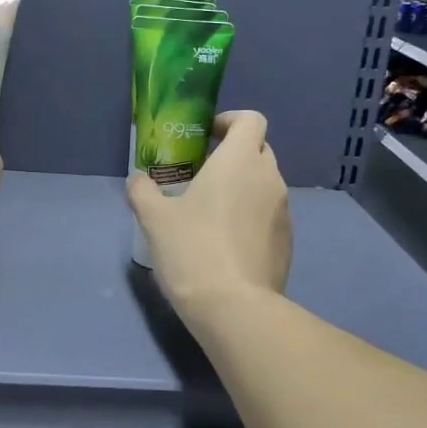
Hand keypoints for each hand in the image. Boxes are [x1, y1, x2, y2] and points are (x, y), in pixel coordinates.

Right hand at [127, 110, 291, 322]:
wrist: (234, 307)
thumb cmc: (192, 249)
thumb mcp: (154, 218)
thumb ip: (143, 191)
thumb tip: (138, 179)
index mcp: (240, 161)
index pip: (251, 119)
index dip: (230, 121)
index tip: (207, 136)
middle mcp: (269, 178)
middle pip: (259, 149)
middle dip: (234, 155)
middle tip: (202, 174)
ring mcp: (284, 211)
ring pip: (264, 184)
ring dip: (242, 187)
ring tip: (211, 212)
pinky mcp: (288, 241)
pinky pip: (269, 215)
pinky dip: (251, 216)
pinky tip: (226, 243)